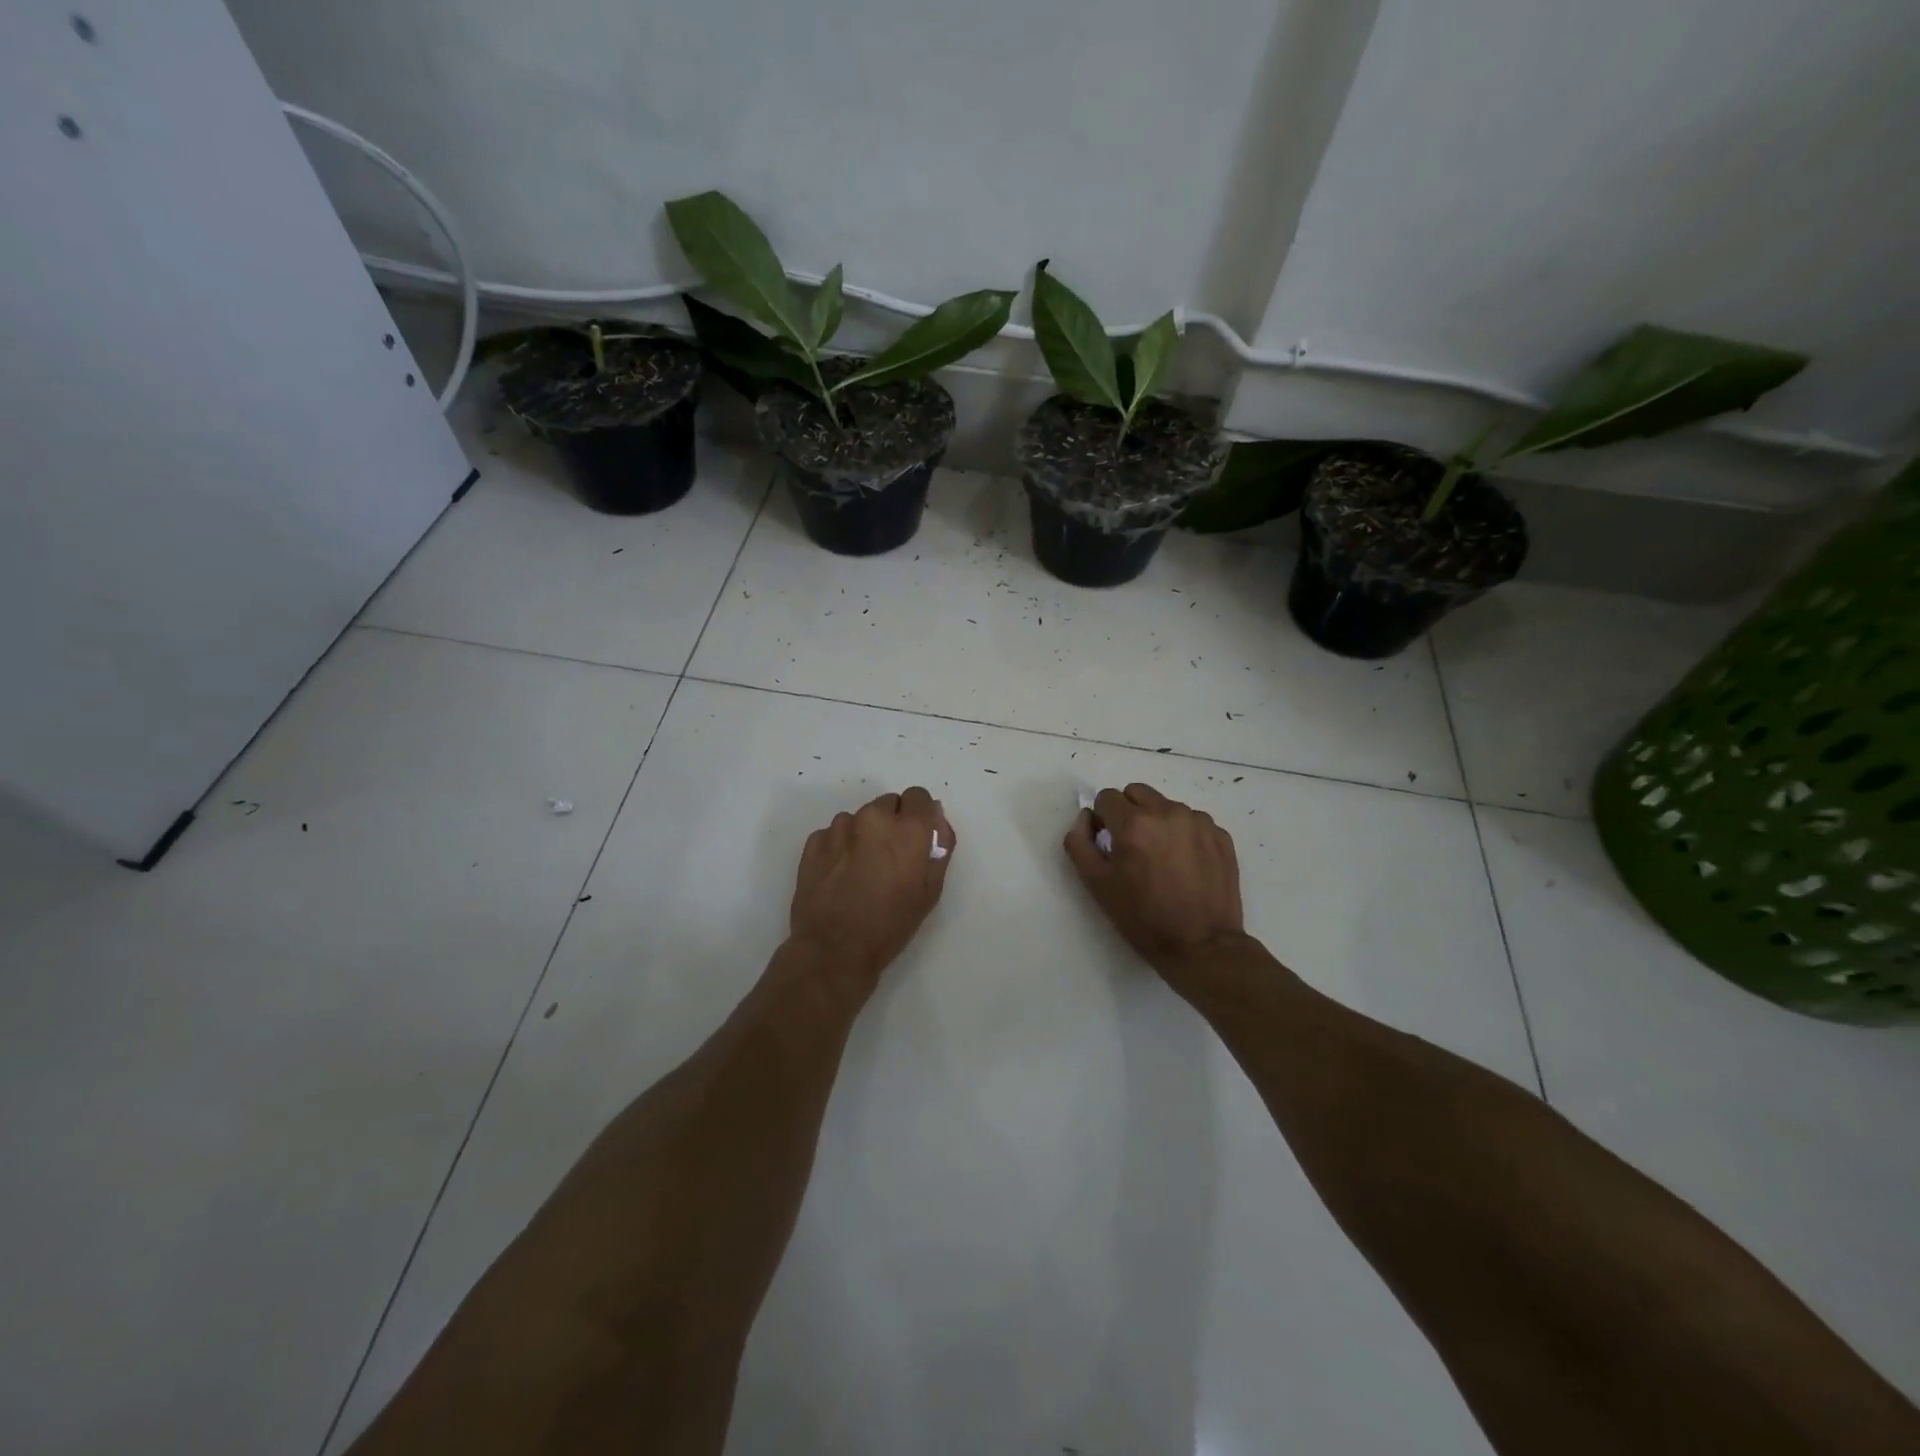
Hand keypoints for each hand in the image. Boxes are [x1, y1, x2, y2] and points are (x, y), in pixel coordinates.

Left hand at [789, 788, 954, 989]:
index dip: (919, 815)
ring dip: (865, 834)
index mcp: (908, 828)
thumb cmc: (890, 924)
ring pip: (860, 818)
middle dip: (892, 823)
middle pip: (889, 804)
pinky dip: (840, 846)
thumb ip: (939, 847)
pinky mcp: (814, 841)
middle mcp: (874, 818)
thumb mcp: (931, 890)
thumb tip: (936, 819)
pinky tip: (840, 875)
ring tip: (861, 870)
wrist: (834, 950)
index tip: (915, 838)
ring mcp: (840, 828)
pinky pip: (835, 833)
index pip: (919, 796)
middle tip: (889, 858)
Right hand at [1064, 783, 1245, 976]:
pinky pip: (1193, 821)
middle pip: (1137, 793)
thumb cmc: (1143, 918)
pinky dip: (1184, 834)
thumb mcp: (1097, 885)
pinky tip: (1186, 865)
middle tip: (1133, 848)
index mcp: (1134, 823)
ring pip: (1166, 806)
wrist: (1202, 946)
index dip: (1102, 819)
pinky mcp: (1221, 835)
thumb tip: (1085, 817)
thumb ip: (1079, 843)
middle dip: (1129, 812)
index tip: (1108, 844)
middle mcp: (1168, 812)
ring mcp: (1199, 822)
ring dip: (1158, 822)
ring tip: (1162, 860)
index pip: (1106, 797)